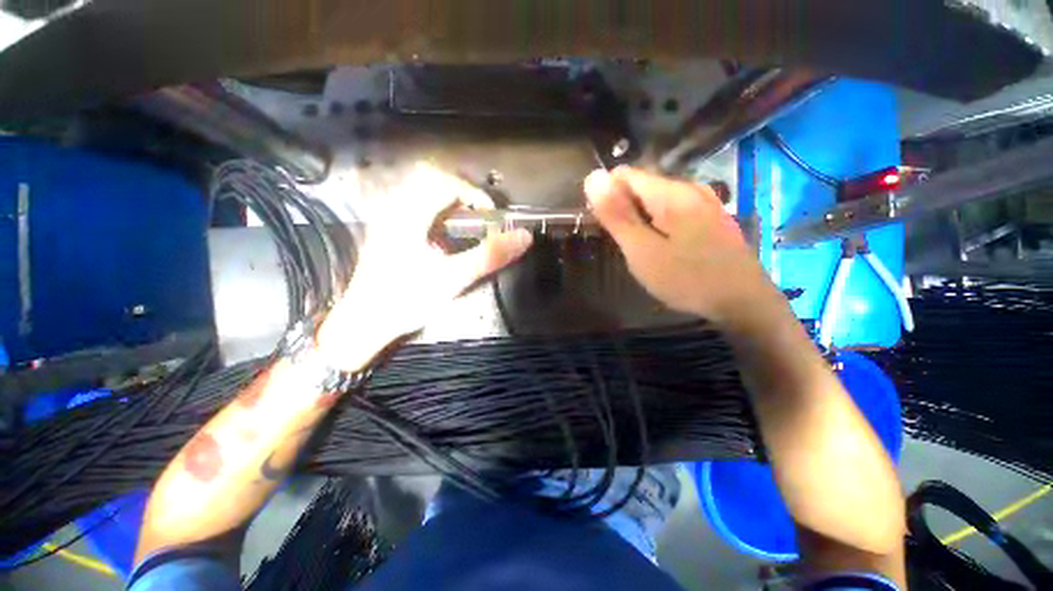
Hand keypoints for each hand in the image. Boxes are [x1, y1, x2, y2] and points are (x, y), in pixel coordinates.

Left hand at [319, 164, 532, 369]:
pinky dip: (439, 211)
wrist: (365, 322)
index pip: (446, 181)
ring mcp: (388, 216)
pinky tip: (447, 235)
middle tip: (482, 216)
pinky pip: (417, 204)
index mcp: (409, 214)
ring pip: (423, 189)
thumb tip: (525, 237)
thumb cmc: (407, 300)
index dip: (476, 193)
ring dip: (452, 201)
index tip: (493, 216)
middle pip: (433, 177)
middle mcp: (395, 206)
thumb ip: (489, 256)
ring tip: (469, 224)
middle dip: (464, 192)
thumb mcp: (453, 279)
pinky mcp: (389, 228)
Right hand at [584, 166, 779, 326]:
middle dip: (625, 210)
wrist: (743, 301)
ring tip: (641, 249)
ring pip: (656, 200)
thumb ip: (617, 215)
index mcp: (670, 192)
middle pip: (641, 186)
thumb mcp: (642, 251)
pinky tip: (663, 248)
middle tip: (625, 244)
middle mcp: (689, 188)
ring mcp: (704, 201)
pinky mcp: (711, 216)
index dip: (607, 197)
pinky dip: (658, 225)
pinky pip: (673, 210)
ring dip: (641, 220)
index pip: (623, 175)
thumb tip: (593, 177)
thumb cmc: (686, 278)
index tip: (606, 227)